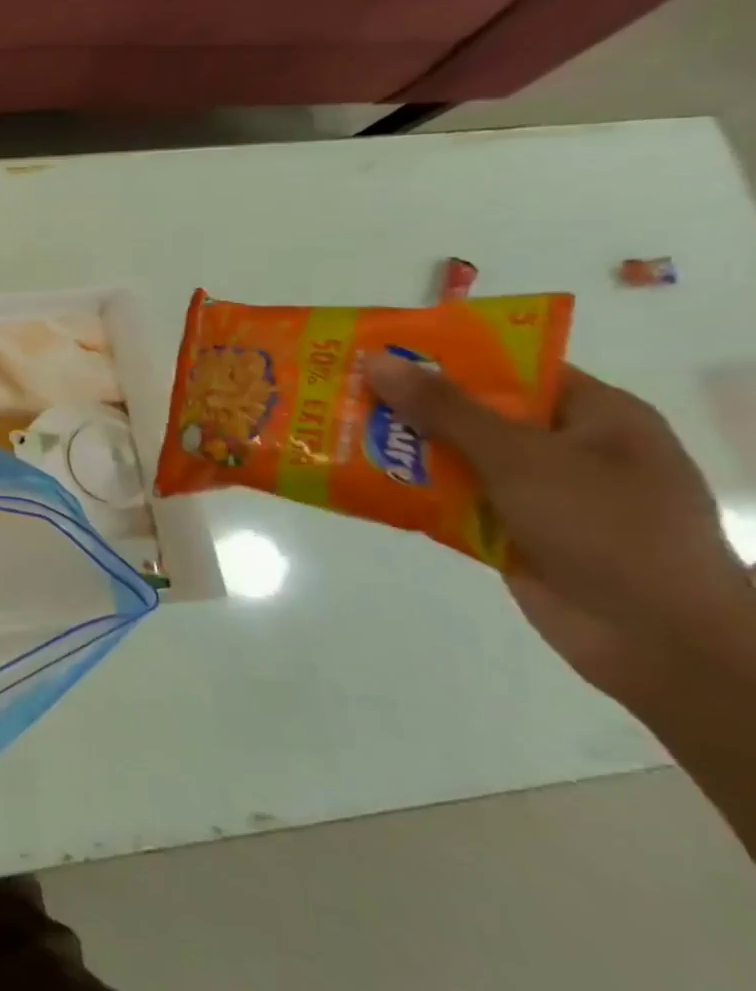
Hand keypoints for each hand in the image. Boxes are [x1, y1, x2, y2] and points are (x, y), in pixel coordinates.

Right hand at [364, 354, 755, 706]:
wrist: (657, 640)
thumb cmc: (607, 528)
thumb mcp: (522, 457)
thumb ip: (447, 409)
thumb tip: (376, 360)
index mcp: (593, 415)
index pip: (511, 367)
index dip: (445, 356)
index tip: (379, 351)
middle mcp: (565, 448)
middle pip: (474, 413)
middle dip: (408, 406)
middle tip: (340, 391)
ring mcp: (537, 493)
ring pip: (455, 458)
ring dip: (401, 451)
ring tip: (333, 433)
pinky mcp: (509, 531)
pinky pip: (448, 500)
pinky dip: (409, 492)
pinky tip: (356, 482)